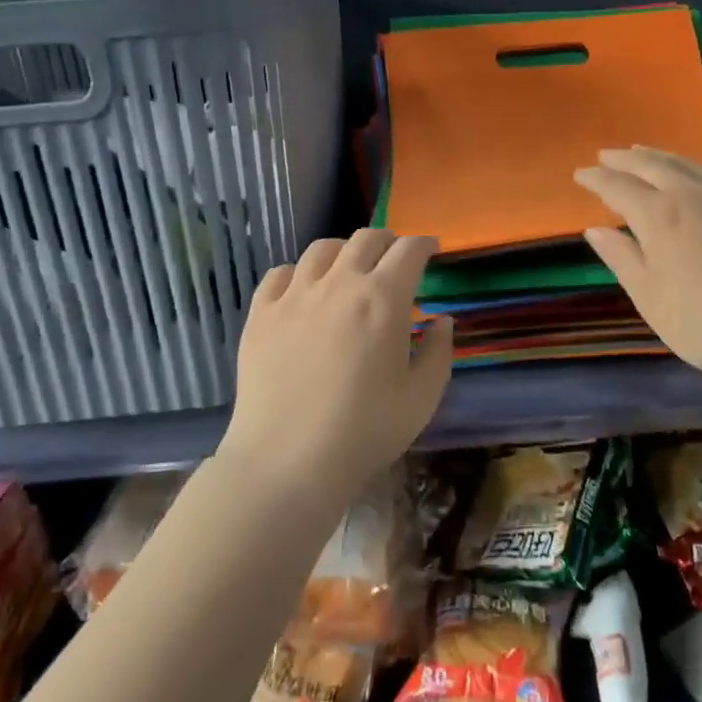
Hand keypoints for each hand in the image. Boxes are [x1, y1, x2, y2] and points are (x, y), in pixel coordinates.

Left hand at [222, 229, 454, 500]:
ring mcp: (295, 296)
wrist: (286, 462)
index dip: (424, 244)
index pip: (409, 250)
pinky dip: (300, 272)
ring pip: (321, 249)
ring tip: (349, 268)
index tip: (431, 249)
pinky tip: (304, 290)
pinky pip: (280, 273)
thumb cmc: (364, 433)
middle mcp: (339, 284)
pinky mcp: (260, 314)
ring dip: (344, 250)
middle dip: (387, 241)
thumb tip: (441, 321)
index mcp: (383, 299)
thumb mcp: (421, 398)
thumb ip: (438, 352)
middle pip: (366, 239)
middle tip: (394, 256)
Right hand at [573, 146, 701, 394]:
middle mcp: (693, 193)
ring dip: (658, 156)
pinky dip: (694, 167)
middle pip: (652, 165)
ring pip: (687, 163)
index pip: (618, 187)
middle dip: (624, 159)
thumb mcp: (652, 298)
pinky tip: (696, 174)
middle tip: (605, 156)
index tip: (580, 174)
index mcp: (660, 215)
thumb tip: (595, 230)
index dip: (596, 179)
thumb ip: (622, 258)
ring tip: (643, 153)